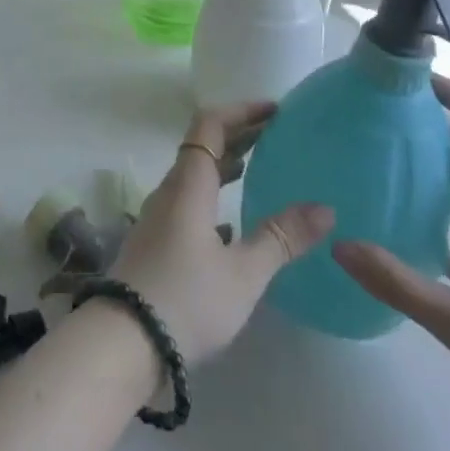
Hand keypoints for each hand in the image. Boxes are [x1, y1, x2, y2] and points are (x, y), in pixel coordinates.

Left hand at [111, 103, 333, 365]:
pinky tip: (234, 222)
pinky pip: (189, 202)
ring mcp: (159, 217)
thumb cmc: (187, 299)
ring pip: (195, 175)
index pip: (210, 125)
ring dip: (226, 165)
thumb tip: (323, 208)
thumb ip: (281, 238)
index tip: (275, 110)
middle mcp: (170, 191)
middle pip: (202, 146)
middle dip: (239, 135)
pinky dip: (214, 197)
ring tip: (260, 169)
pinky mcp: (156, 242)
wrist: (125, 340)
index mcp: (188, 185)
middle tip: (278, 135)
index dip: (241, 111)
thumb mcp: (243, 272)